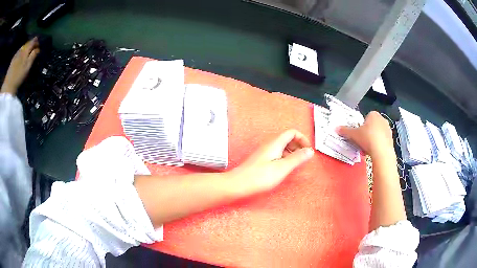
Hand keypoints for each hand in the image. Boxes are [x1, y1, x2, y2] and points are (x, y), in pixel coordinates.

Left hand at [1, 38, 39, 94]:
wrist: (7, 86)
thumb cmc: (18, 78)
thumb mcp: (27, 68)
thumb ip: (33, 57)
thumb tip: (37, 49)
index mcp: (26, 50)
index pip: (33, 42)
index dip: (36, 42)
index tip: (38, 45)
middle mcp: (22, 49)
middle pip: (27, 44)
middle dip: (30, 45)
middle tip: (32, 48)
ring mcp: (16, 54)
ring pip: (22, 47)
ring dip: (25, 48)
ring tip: (26, 52)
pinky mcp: (13, 59)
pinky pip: (18, 52)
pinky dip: (20, 52)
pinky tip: (19, 57)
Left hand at [229, 130, 314, 195]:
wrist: (239, 184)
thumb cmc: (259, 177)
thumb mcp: (282, 168)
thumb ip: (297, 158)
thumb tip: (309, 151)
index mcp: (275, 143)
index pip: (292, 132)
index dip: (302, 138)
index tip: (308, 150)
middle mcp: (269, 145)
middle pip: (288, 138)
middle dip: (298, 145)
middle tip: (304, 157)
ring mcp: (265, 152)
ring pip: (282, 147)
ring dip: (292, 152)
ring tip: (296, 163)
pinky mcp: (262, 160)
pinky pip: (277, 154)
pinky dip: (285, 158)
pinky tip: (285, 168)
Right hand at [337, 111, 393, 157]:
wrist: (382, 152)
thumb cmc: (368, 138)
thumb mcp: (353, 134)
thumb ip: (345, 131)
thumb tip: (336, 128)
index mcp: (373, 114)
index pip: (365, 118)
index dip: (361, 126)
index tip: (358, 133)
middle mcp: (382, 119)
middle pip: (371, 125)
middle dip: (367, 133)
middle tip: (361, 141)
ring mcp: (388, 129)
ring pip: (377, 133)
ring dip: (372, 139)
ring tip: (366, 148)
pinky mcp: (391, 139)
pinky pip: (382, 140)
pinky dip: (377, 145)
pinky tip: (373, 151)